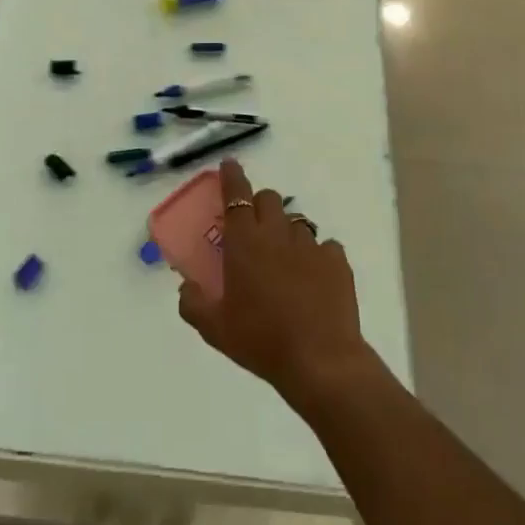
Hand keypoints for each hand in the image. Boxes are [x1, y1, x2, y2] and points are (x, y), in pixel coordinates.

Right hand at [177, 160, 373, 406]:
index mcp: (245, 242)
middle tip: (252, 227)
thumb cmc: (261, 341)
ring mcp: (311, 245)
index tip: (229, 164)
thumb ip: (193, 303)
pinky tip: (313, 276)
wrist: (320, 361)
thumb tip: (186, 287)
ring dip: (286, 230)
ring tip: (283, 258)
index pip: (236, 195)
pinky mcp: (337, 262)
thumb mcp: (214, 329)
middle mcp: (277, 234)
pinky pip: (325, 246)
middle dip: (258, 203)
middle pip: (269, 199)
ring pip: (297, 221)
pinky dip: (317, 254)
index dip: (231, 176)